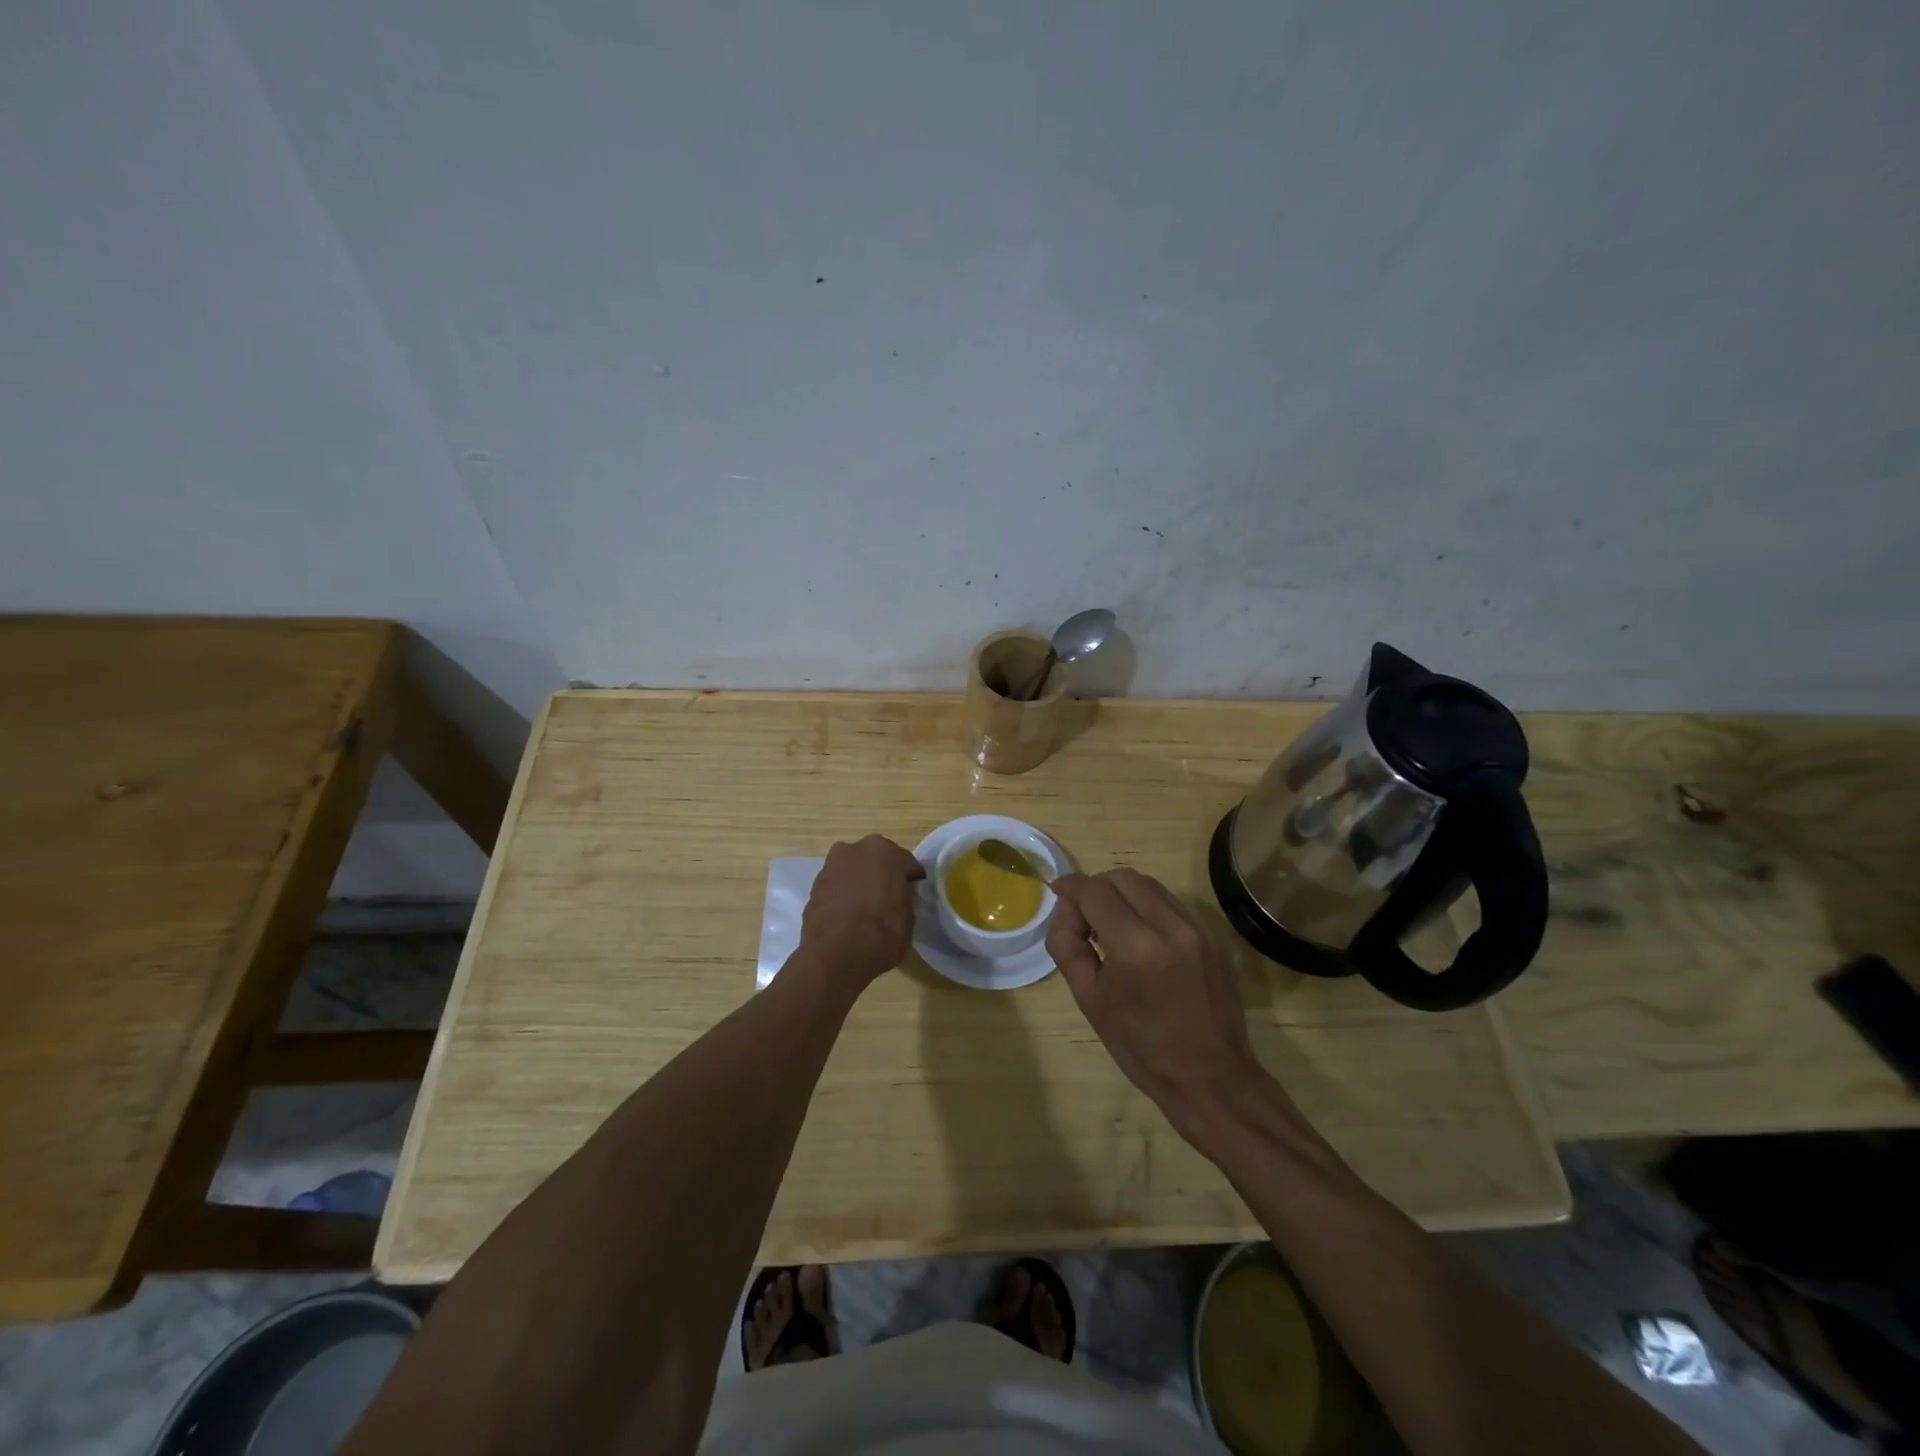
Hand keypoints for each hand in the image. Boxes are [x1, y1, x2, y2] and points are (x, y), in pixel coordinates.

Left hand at [798, 835, 925, 995]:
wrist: (834, 955)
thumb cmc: (881, 933)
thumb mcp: (909, 918)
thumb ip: (906, 898)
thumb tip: (901, 894)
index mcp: (884, 851)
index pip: (906, 863)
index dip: (911, 880)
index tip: (913, 894)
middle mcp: (855, 849)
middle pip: (876, 860)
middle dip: (883, 874)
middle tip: (890, 898)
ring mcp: (831, 866)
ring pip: (854, 870)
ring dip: (861, 882)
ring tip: (866, 908)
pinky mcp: (814, 886)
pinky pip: (838, 886)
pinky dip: (844, 894)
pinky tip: (848, 915)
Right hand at [1047, 869, 1268, 1134]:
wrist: (1210, 1078)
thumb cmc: (1142, 1048)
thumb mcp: (1090, 1001)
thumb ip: (1068, 947)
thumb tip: (1065, 912)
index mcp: (1135, 947)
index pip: (1094, 891)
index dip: (1070, 887)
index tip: (1057, 894)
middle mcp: (1169, 926)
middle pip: (1122, 878)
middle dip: (1096, 888)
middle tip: (1083, 917)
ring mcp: (1196, 928)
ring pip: (1148, 885)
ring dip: (1122, 893)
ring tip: (1111, 925)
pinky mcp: (1212, 935)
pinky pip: (1170, 902)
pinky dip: (1147, 906)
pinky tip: (1140, 935)